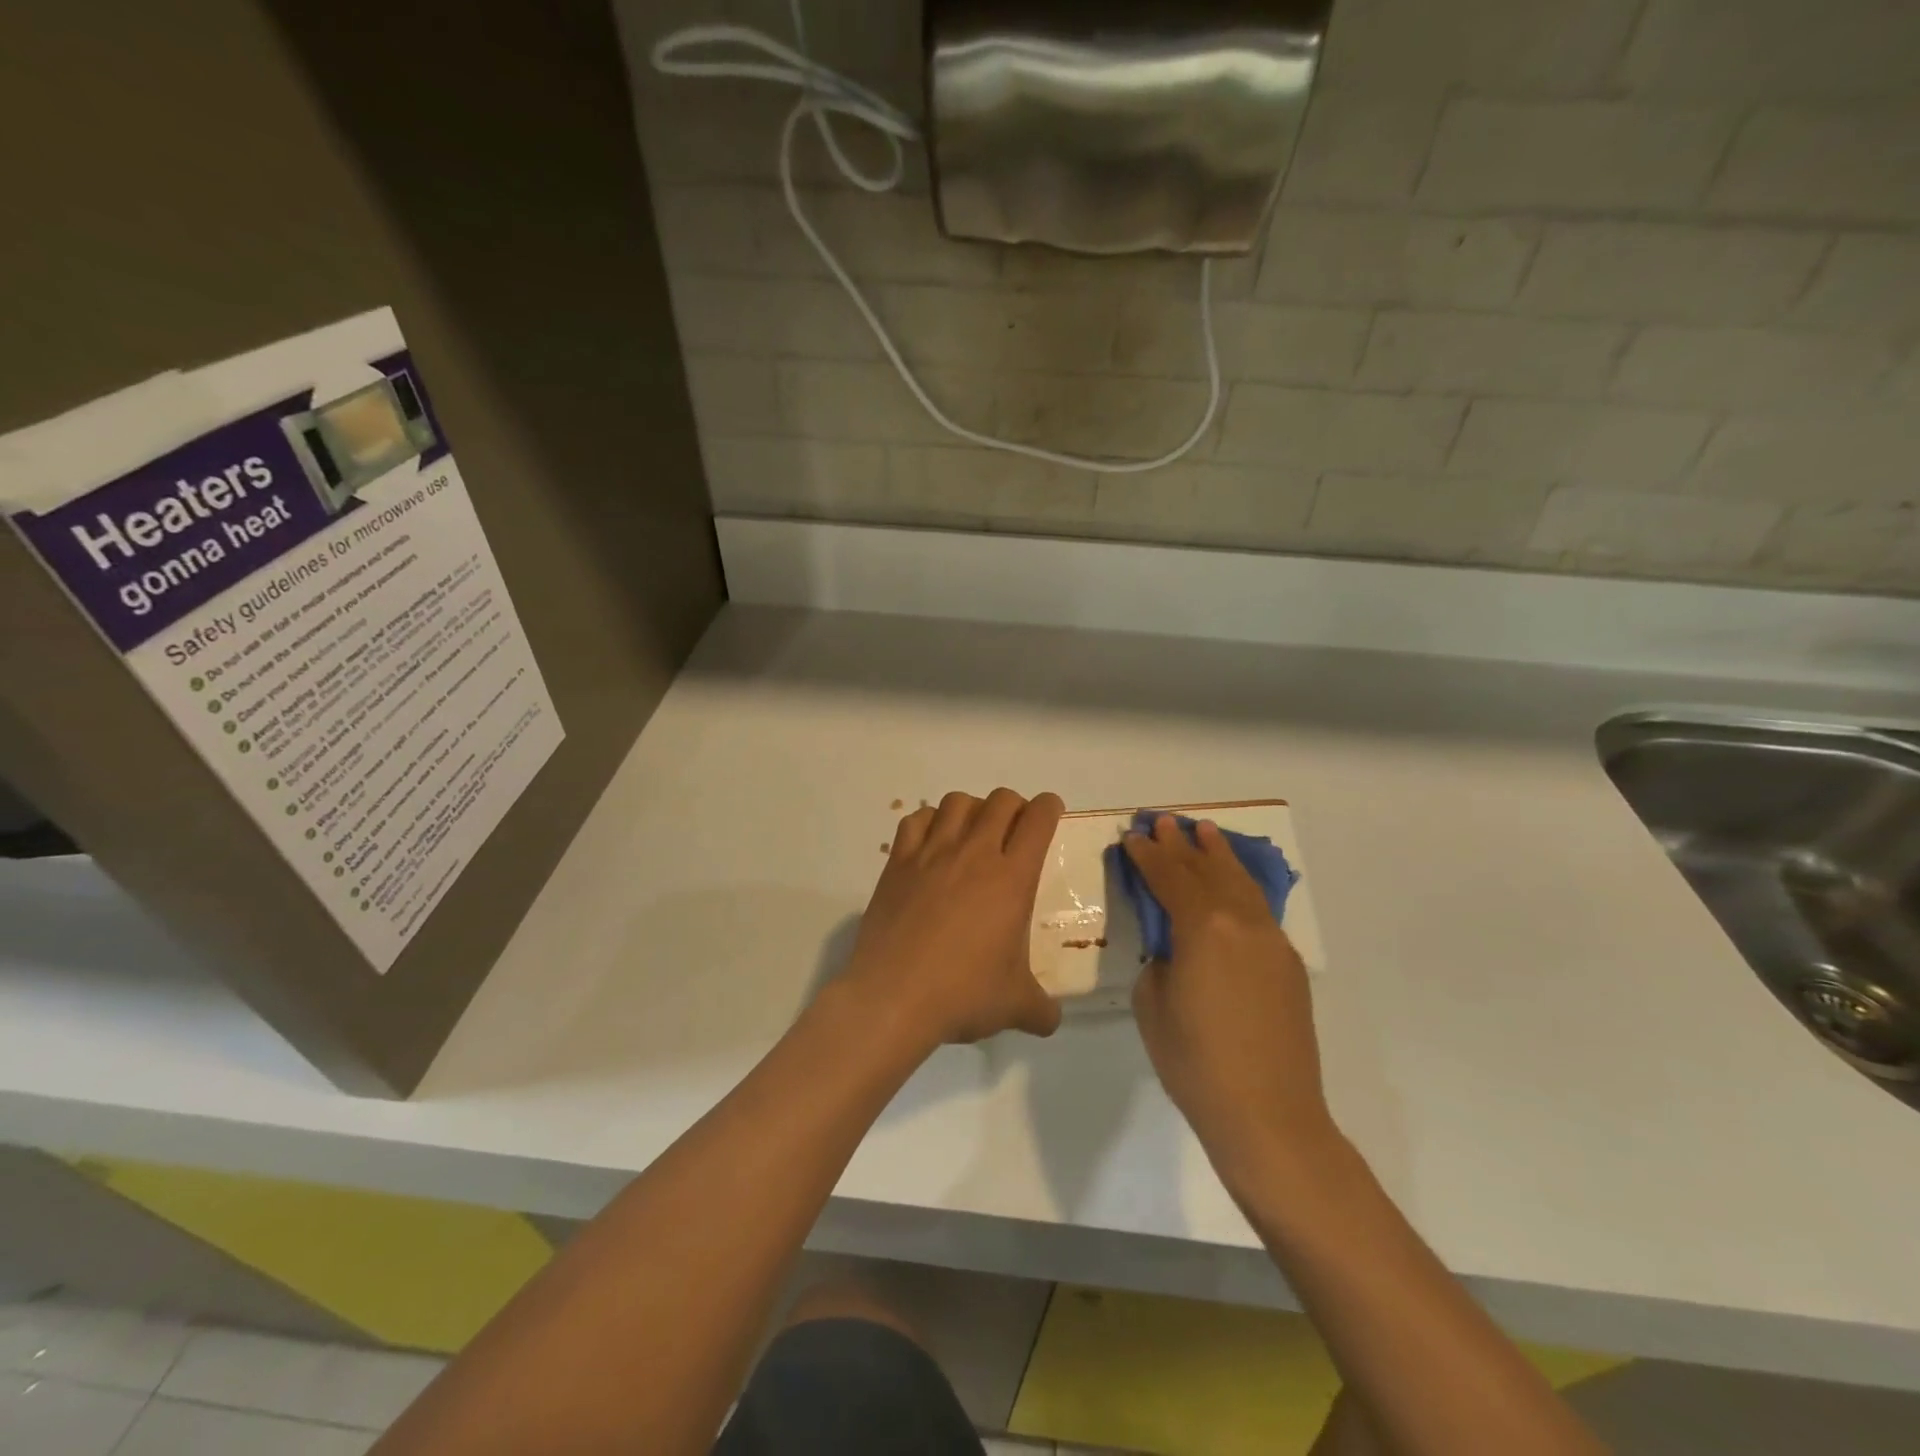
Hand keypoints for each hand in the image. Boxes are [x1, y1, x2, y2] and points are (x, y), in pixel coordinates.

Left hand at [841, 789, 1064, 1049]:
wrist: (893, 997)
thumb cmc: (962, 995)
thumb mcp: (1015, 1007)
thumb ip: (1041, 1009)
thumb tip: (1051, 1021)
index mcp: (1012, 878)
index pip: (1037, 819)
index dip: (1049, 808)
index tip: (1049, 812)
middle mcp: (974, 854)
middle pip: (1000, 800)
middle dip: (1014, 806)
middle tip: (1013, 830)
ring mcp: (932, 853)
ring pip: (957, 802)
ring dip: (972, 808)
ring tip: (972, 833)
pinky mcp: (898, 863)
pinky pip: (915, 820)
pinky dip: (929, 821)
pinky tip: (932, 843)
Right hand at [1123, 815, 1333, 1183]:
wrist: (1269, 1116)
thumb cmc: (1195, 1063)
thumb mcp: (1153, 1004)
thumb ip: (1160, 959)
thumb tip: (1173, 947)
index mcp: (1203, 928)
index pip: (1170, 878)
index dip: (1148, 856)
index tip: (1133, 836)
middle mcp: (1241, 923)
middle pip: (1207, 871)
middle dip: (1183, 845)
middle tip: (1165, 821)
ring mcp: (1271, 942)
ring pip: (1240, 884)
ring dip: (1219, 856)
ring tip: (1205, 831)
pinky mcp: (1288, 964)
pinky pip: (1259, 909)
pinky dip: (1241, 885)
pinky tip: (1233, 882)